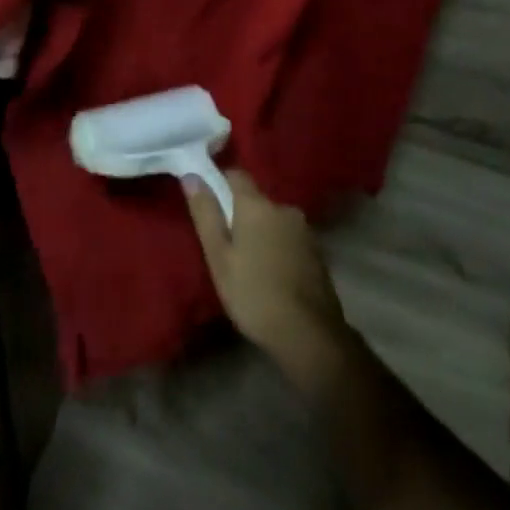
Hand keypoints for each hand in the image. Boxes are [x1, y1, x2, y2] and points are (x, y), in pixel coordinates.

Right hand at [186, 169, 350, 370]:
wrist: (309, 335)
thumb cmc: (253, 293)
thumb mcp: (218, 256)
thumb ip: (205, 213)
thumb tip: (191, 175)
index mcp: (256, 204)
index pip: (236, 174)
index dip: (220, 181)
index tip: (209, 201)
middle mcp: (283, 207)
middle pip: (256, 200)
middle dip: (241, 213)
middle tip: (227, 243)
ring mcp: (304, 230)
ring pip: (274, 220)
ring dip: (262, 232)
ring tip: (250, 262)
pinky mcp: (318, 252)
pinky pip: (289, 238)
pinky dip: (278, 247)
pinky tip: (272, 274)